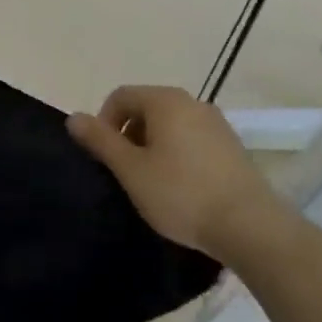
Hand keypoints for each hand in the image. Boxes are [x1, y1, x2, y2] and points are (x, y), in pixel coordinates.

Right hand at [66, 86, 286, 262]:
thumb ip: (100, 140)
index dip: (103, 122)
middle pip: (146, 107)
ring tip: (150, 182)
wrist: (249, 226)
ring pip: (170, 125)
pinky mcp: (232, 147)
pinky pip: (191, 140)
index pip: (121, 96)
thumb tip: (73, 117)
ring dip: (151, 146)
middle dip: (128, 134)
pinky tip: (179, 187)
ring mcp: (217, 124)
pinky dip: (176, 155)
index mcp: (166, 101)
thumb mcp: (130, 170)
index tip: (103, 156)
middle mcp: (194, 103)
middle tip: (124, 172)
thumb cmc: (180, 194)